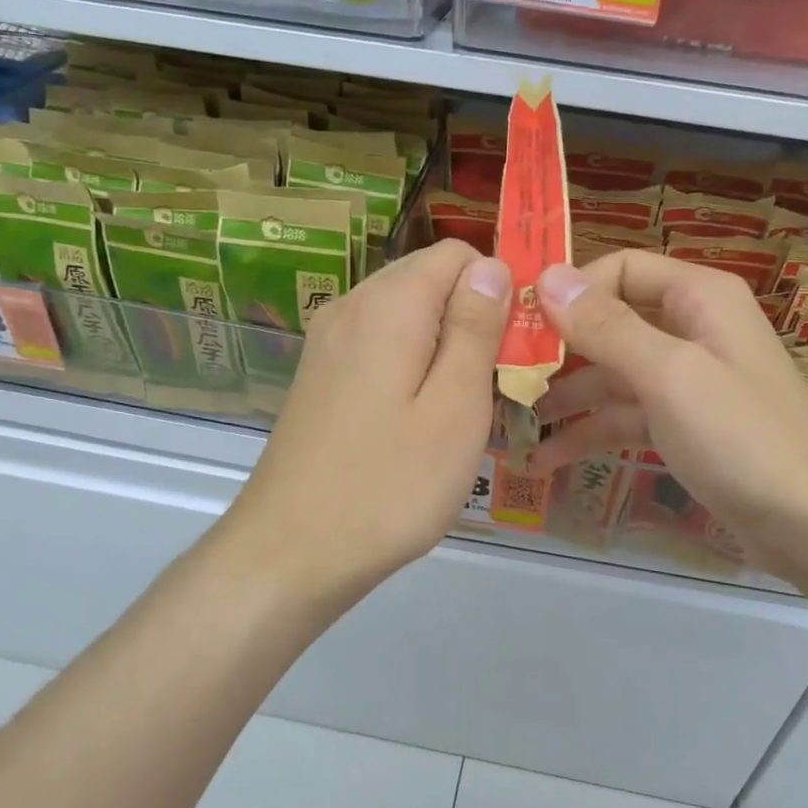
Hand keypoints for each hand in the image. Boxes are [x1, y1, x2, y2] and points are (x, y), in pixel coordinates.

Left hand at [225, 240, 509, 611]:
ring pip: (406, 316)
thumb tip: (492, 266)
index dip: (498, 289)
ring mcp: (328, 341)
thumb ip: (476, 328)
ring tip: (460, 410)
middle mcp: (351, 306)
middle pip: (430, 281)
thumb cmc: (389, 484)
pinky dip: (411, 366)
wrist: (290, 553)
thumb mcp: (455, 407)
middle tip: (494, 387)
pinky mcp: (319, 375)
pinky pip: (380, 346)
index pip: (458, 254)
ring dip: (444, 347)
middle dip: (473, 320)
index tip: (518, 348)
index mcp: (388, 304)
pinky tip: (418, 421)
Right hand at [528, 252, 807, 580]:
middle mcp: (689, 329)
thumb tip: (548, 277)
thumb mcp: (671, 376)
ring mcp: (685, 381)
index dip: (570, 292)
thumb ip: (607, 327)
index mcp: (697, 298)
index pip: (619, 270)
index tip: (518, 326)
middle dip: (556, 352)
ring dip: (564, 399)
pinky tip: (545, 461)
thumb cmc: (744, 438)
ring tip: (510, 426)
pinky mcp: (681, 426)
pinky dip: (589, 433)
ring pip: (610, 375)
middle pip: (609, 324)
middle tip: (501, 381)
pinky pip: (624, 417)